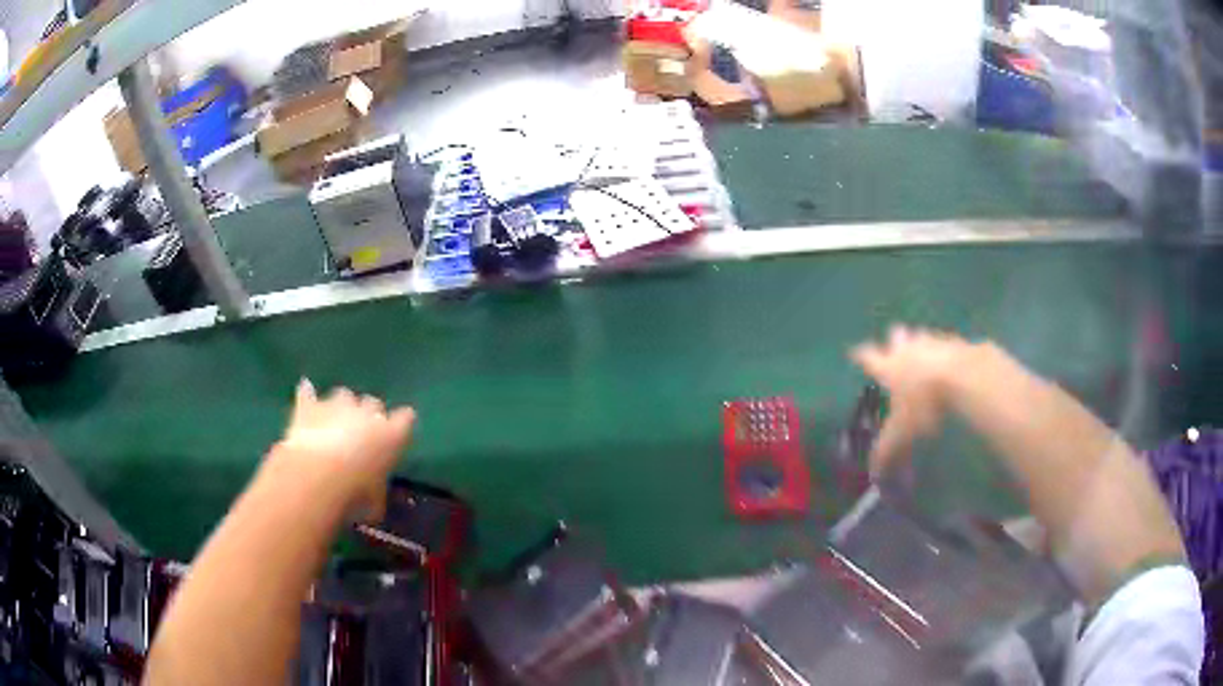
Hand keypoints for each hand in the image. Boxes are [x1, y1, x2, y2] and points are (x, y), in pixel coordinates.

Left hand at [276, 379, 415, 521]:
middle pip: (373, 403)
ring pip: (343, 395)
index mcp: (392, 435)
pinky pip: (308, 392)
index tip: (397, 433)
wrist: (317, 476)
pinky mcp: (310, 406)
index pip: (406, 419)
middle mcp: (368, 412)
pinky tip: (306, 393)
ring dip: (341, 406)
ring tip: (333, 422)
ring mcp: (337, 405)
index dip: (401, 424)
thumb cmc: (356, 494)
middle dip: (367, 415)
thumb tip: (373, 504)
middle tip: (360, 434)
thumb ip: (376, 493)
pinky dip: (308, 394)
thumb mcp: (376, 504)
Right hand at [850, 326, 973, 477]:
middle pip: (896, 337)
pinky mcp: (956, 343)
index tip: (854, 353)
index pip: (868, 358)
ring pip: (922, 337)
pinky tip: (952, 364)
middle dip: (894, 341)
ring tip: (925, 355)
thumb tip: (872, 473)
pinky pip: (948, 345)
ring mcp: (932, 343)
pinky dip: (947, 352)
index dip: (860, 356)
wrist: (961, 377)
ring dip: (921, 344)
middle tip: (896, 346)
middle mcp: (907, 350)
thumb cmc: (923, 403)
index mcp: (889, 368)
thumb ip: (887, 451)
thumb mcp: (901, 433)